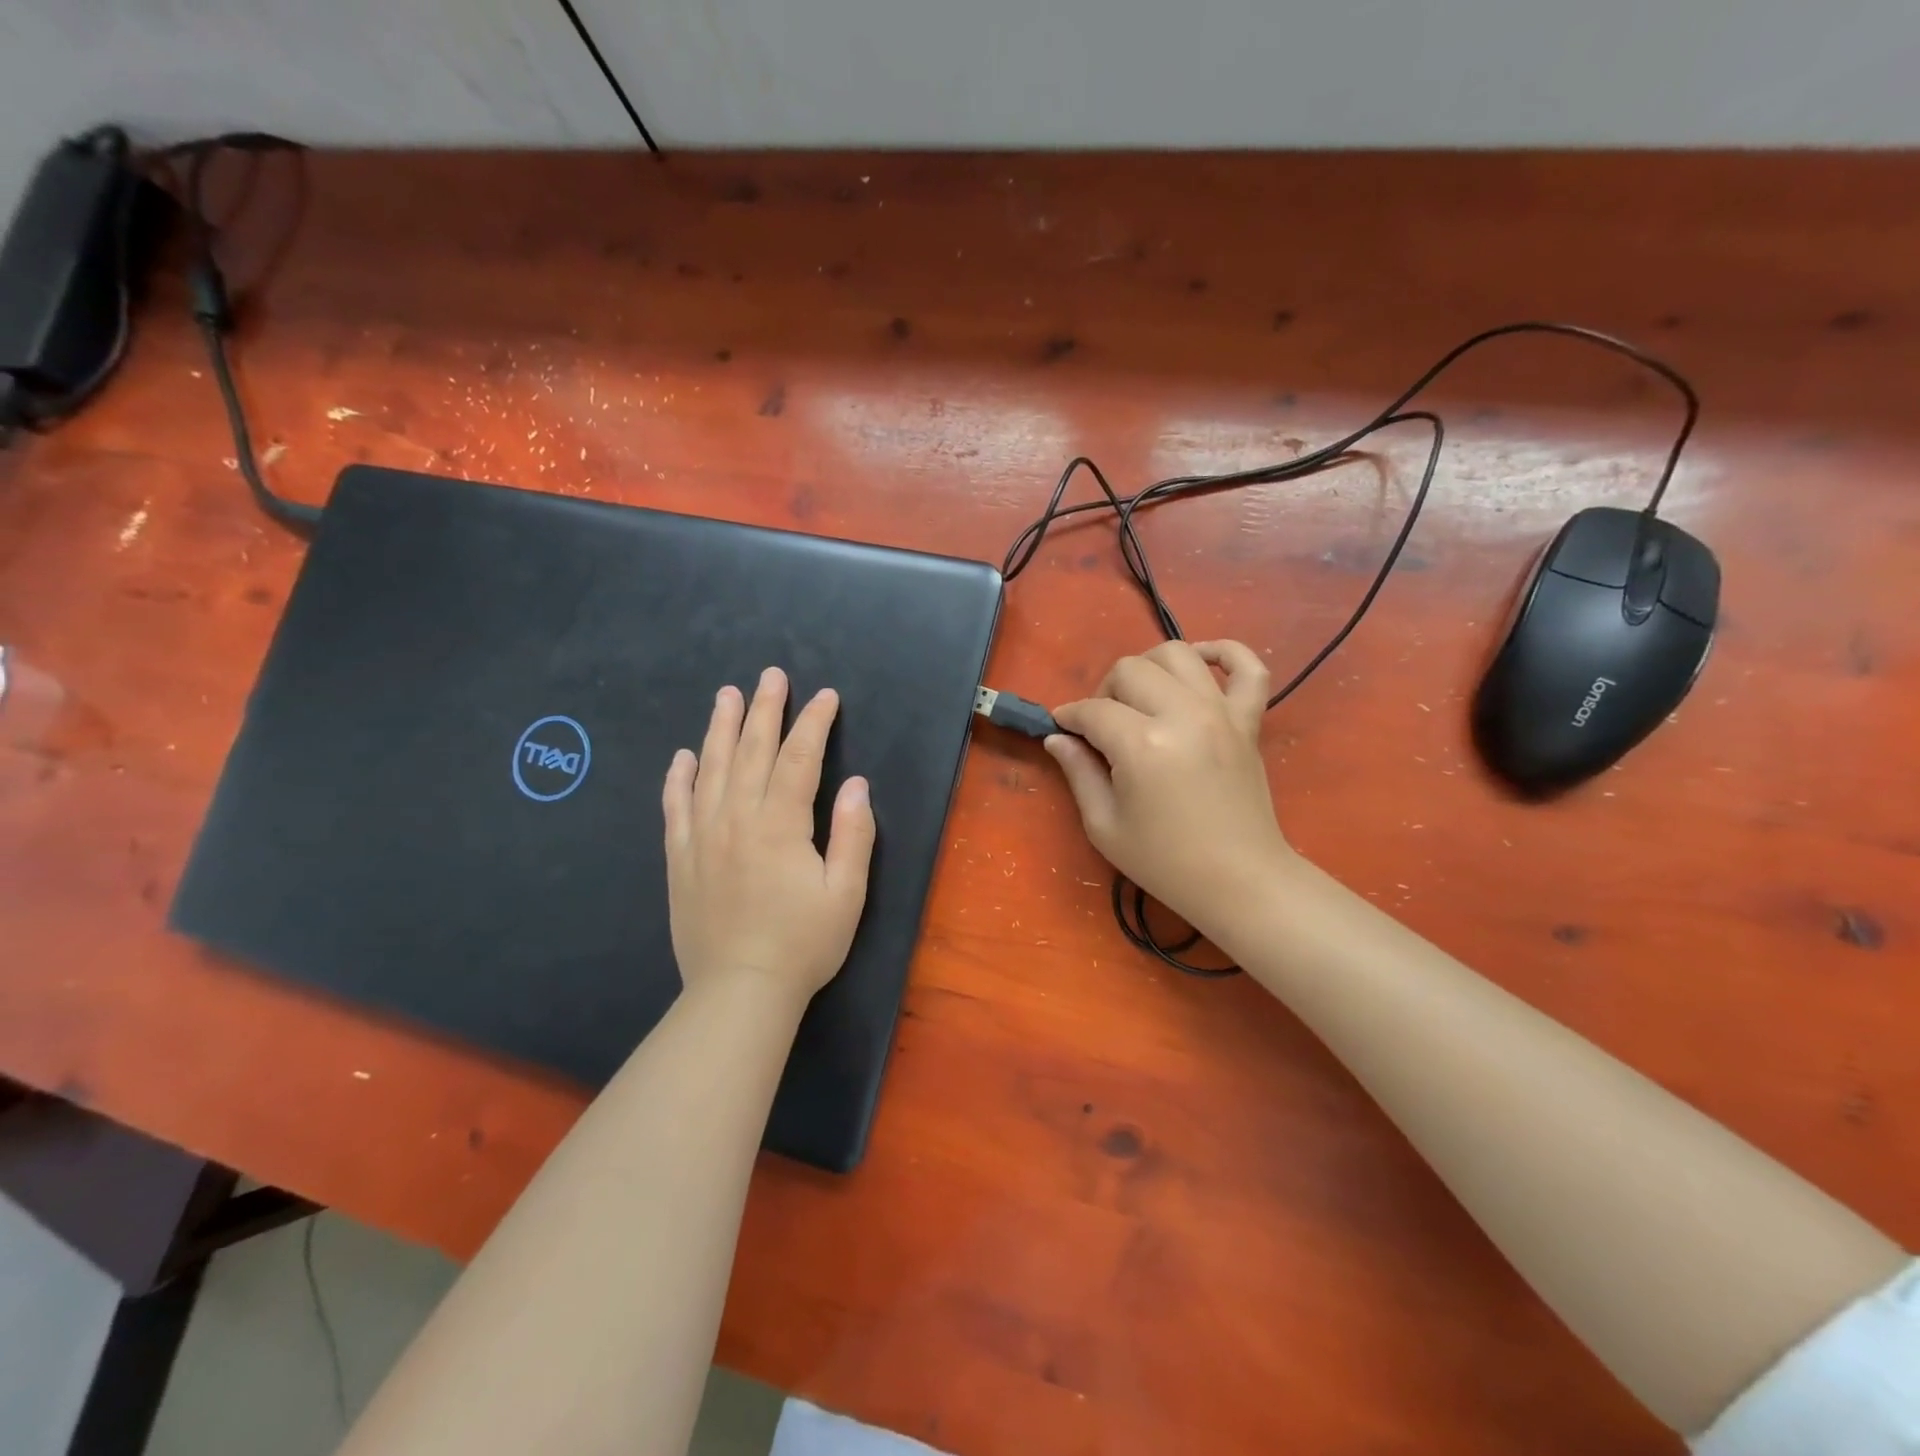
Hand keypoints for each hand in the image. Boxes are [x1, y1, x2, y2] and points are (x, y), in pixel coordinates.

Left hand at [663, 667, 875, 1004]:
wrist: (739, 992)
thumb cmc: (802, 944)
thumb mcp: (847, 894)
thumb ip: (853, 834)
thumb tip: (855, 784)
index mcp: (780, 826)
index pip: (799, 759)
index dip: (814, 724)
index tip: (826, 697)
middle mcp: (737, 820)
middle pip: (751, 752)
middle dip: (765, 710)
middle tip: (771, 676)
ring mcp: (702, 837)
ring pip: (711, 769)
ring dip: (720, 728)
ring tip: (726, 695)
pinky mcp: (680, 859)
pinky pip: (675, 808)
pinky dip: (678, 778)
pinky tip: (682, 756)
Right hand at [1046, 640, 1296, 937]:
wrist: (1239, 881)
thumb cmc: (1164, 861)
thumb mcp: (1104, 825)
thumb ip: (1078, 773)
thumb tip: (1058, 738)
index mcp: (1142, 744)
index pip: (1093, 710)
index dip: (1069, 717)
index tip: (1061, 730)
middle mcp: (1183, 714)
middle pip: (1130, 669)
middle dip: (1104, 692)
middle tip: (1101, 727)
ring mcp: (1221, 713)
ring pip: (1177, 654)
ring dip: (1148, 668)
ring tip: (1140, 698)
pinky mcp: (1249, 721)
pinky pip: (1248, 667)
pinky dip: (1225, 653)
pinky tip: (1201, 663)